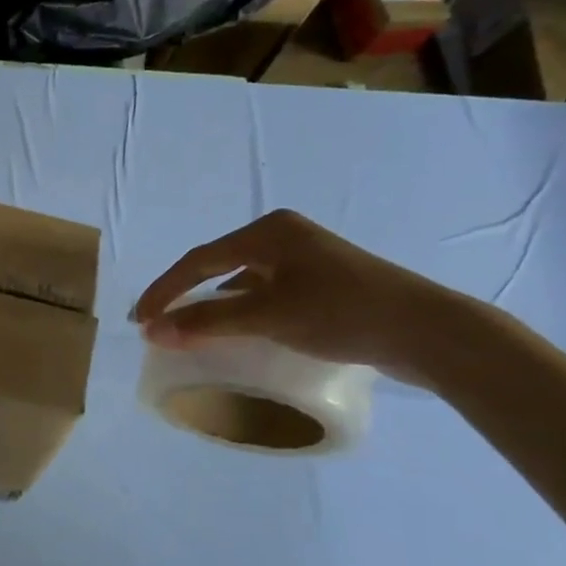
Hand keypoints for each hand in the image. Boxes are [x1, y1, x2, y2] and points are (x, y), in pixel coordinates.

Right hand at [132, 209, 481, 385]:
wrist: (426, 331)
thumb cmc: (343, 313)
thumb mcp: (269, 316)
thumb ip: (209, 323)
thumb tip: (153, 331)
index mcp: (268, 232)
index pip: (198, 260)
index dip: (164, 290)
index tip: (139, 321)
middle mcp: (283, 237)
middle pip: (217, 266)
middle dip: (184, 295)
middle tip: (157, 324)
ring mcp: (305, 259)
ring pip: (241, 281)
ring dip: (213, 306)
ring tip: (189, 332)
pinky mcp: (321, 283)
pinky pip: (264, 294)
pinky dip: (242, 312)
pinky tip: (237, 333)